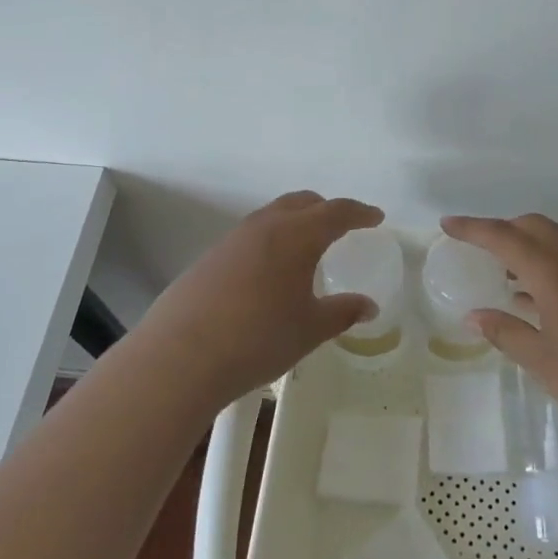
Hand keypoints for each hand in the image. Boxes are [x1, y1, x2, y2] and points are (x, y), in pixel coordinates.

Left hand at [137, 191, 383, 406]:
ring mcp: (232, 239)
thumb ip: (343, 313)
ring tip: (306, 247)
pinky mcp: (210, 257)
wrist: (181, 356)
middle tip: (343, 226)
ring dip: (295, 221)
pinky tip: (269, 271)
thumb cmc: (258, 338)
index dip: (359, 213)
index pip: (336, 212)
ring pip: (272, 215)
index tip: (376, 217)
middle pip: (302, 202)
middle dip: (326, 209)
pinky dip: (271, 239)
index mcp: (297, 236)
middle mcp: (265, 226)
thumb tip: (369, 306)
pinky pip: (251, 235)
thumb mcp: (310, 329)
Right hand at [442, 213, 557, 454]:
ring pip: (555, 243)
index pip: (505, 237)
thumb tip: (475, 315)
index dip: (473, 228)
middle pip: (534, 227)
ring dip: (525, 248)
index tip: (447, 225)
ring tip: (499, 272)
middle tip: (475, 248)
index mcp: (555, 273)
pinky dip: (545, 267)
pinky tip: (533, 299)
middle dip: (502, 229)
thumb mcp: (545, 362)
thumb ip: (508, 333)